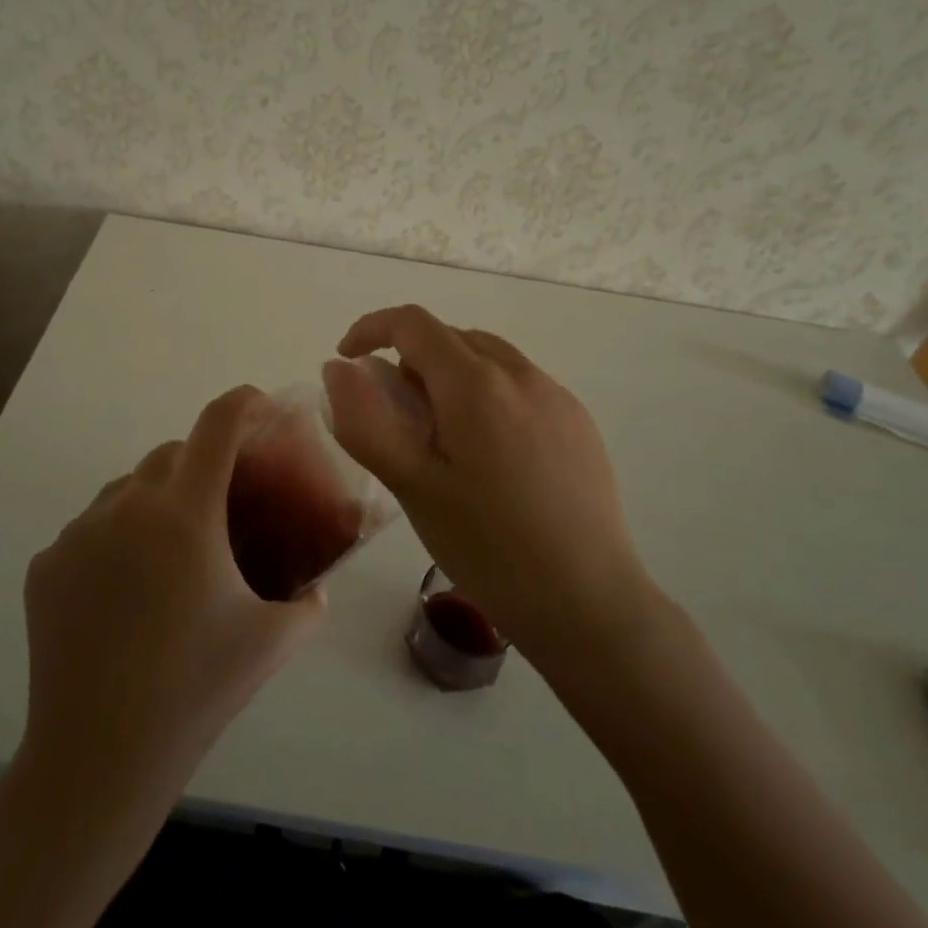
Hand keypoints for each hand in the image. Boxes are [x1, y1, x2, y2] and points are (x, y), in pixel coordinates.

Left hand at [19, 386, 325, 804]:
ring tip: (169, 555)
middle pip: (171, 453)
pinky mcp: (45, 564)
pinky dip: (113, 540)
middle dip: (202, 463)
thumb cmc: (196, 689)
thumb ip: (309, 604)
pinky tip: (123, 592)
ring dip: (154, 501)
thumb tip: (318, 587)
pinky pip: (89, 530)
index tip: (259, 406)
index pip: (218, 425)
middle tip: (221, 506)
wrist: (99, 758)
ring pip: (126, 489)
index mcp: (186, 513)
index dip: (243, 403)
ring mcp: (78, 533)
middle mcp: (127, 506)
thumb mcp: (271, 642)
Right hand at [324, 306, 658, 675]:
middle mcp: (521, 373)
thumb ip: (365, 421)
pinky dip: (488, 394)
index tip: (347, 360)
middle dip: (411, 359)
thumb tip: (338, 369)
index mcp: (476, 383)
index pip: (413, 323)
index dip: (371, 329)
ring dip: (451, 375)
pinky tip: (490, 455)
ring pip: (487, 358)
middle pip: (451, 337)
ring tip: (442, 436)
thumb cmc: (489, 546)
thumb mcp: (412, 487)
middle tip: (396, 414)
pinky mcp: (579, 421)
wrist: (589, 603)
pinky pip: (520, 384)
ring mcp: (556, 395)